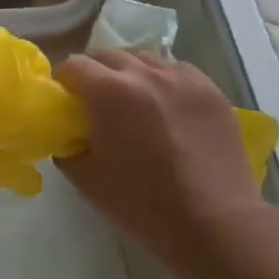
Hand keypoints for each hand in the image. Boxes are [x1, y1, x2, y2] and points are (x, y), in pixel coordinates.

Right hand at [55, 52, 270, 278]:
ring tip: (136, 104)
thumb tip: (70, 134)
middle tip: (98, 104)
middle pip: (108, 56)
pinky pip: (178, 71)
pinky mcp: (210, 89)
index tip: (67, 101)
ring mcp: (181, 78)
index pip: (74, 65)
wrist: (213, 223)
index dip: (65, 81)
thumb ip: (68, 146)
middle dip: (96, 74)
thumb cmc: (142, 204)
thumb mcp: (86, 178)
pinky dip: (165, 82)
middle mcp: (143, 74)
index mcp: (108, 92)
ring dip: (131, 75)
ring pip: (145, 60)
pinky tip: (168, 108)